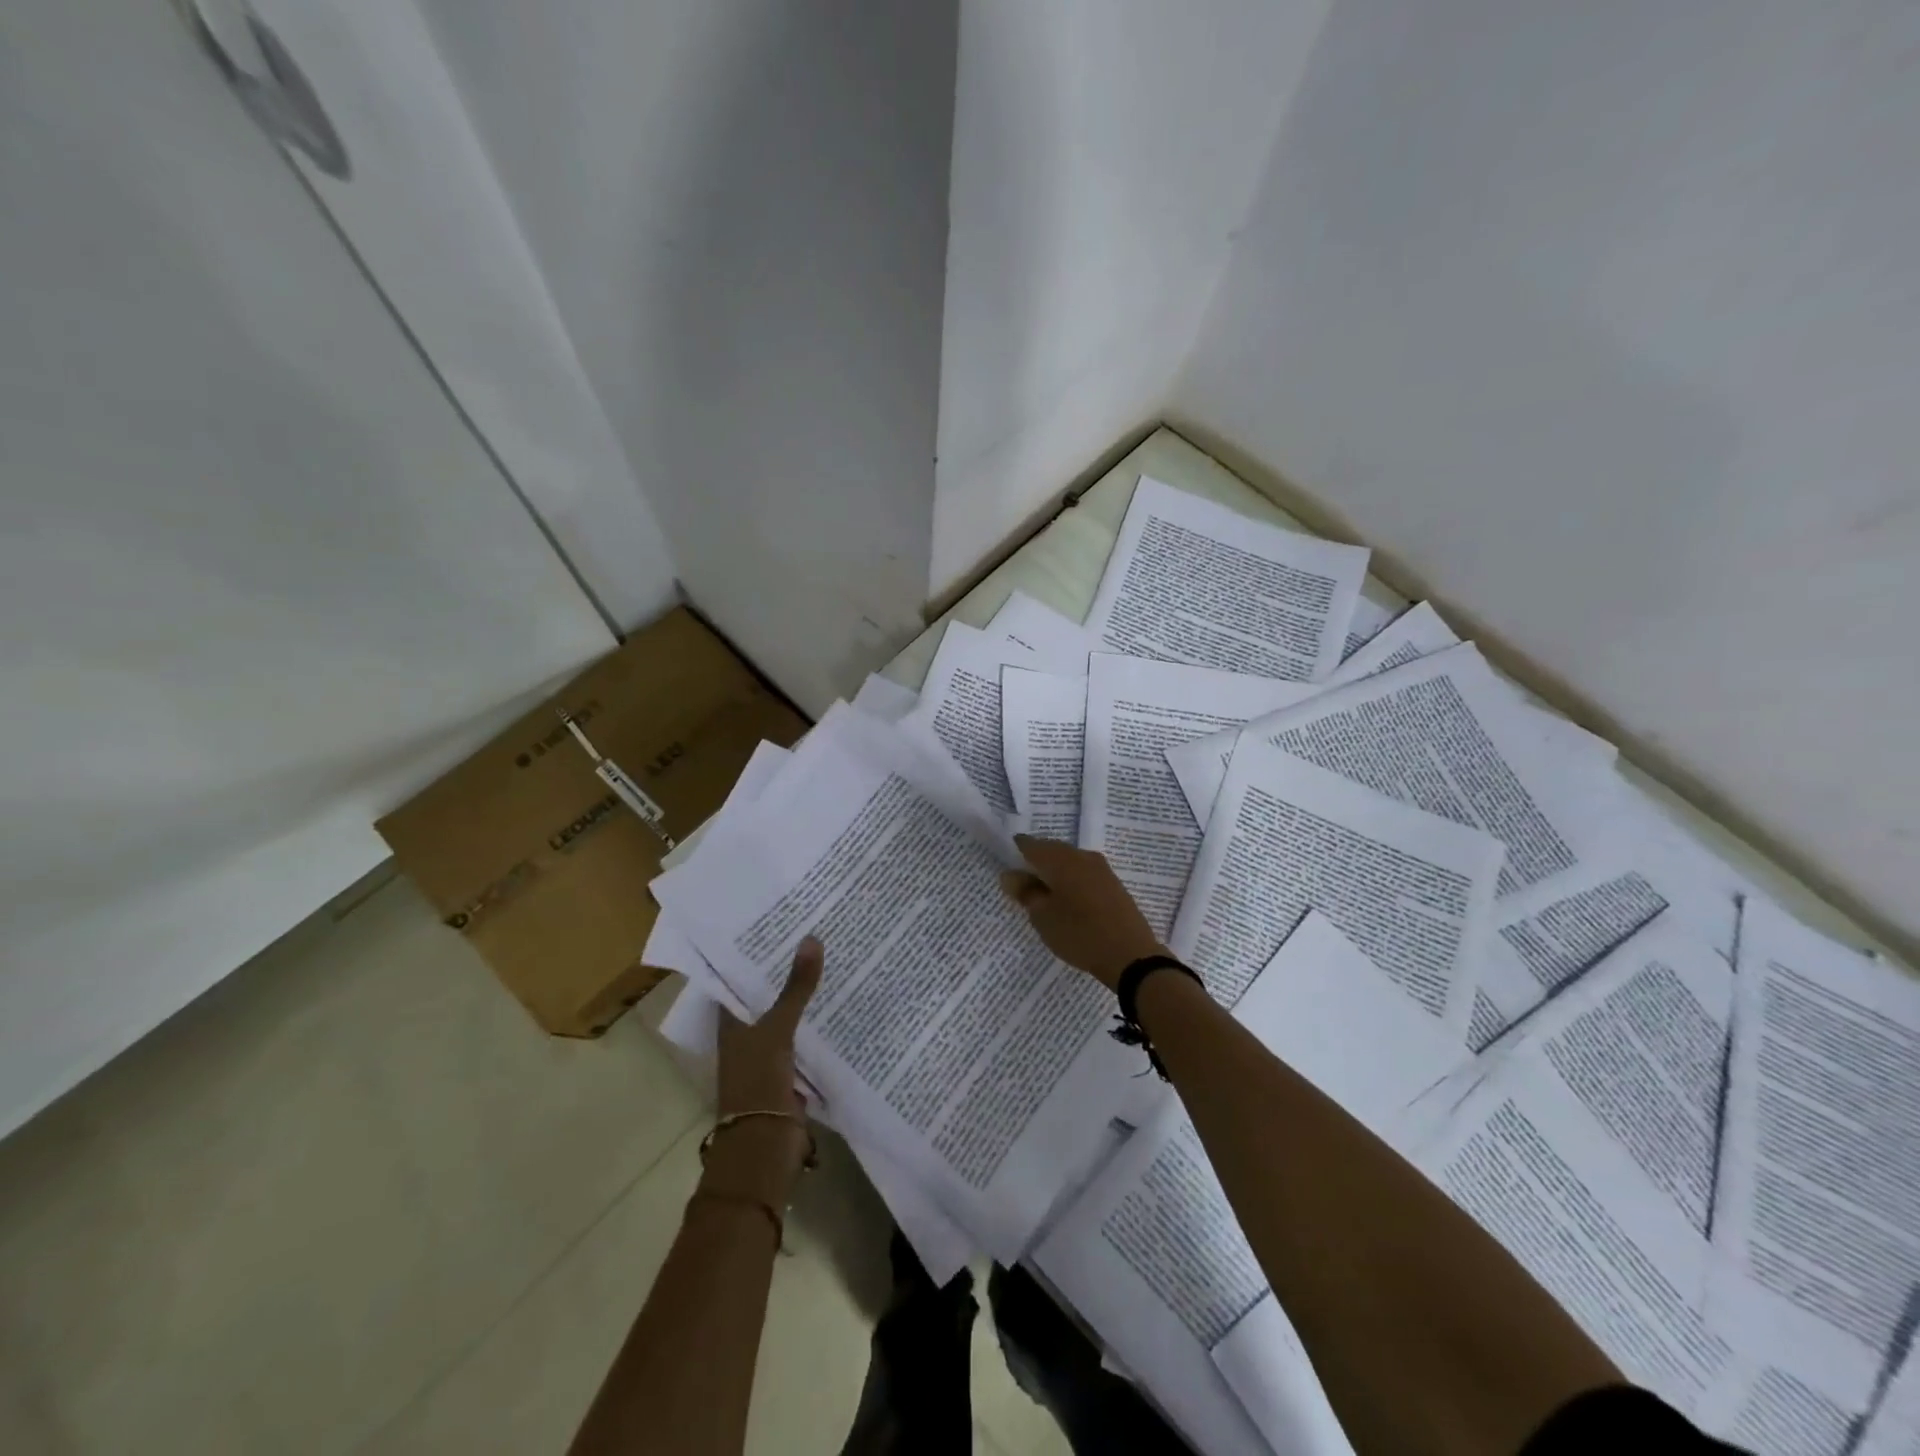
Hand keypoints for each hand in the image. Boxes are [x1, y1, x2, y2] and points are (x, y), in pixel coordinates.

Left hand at [707, 937, 823, 1204]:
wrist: (765, 1146)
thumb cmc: (758, 1082)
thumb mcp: (778, 1029)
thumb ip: (796, 987)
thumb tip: (812, 939)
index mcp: (731, 1021)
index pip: (739, 977)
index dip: (755, 952)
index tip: (779, 923)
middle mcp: (747, 1033)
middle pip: (766, 994)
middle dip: (786, 969)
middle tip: (815, 931)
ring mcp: (769, 1052)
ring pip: (788, 1014)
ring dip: (804, 994)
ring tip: (832, 956)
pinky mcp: (790, 1069)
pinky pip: (805, 1036)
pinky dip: (818, 1021)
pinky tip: (841, 1000)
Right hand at [999, 836, 1165, 989]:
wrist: (1130, 954)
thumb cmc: (1078, 933)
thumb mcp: (1042, 916)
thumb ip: (1025, 892)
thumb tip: (1010, 874)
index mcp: (1059, 858)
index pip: (1029, 844)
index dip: (1014, 853)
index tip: (1006, 869)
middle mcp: (1080, 855)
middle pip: (1050, 851)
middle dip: (1035, 864)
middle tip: (1022, 887)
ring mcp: (1101, 868)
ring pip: (1069, 862)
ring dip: (1054, 874)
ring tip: (1044, 898)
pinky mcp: (1113, 883)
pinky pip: (1084, 874)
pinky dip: (1071, 882)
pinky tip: (1068, 903)